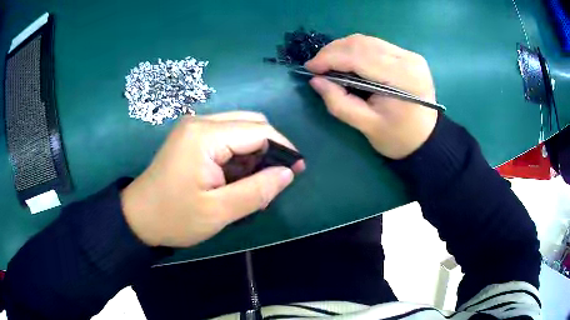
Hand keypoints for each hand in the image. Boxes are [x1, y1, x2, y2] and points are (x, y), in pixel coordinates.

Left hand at [121, 112, 304, 246]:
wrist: (138, 217)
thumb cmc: (174, 218)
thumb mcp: (218, 212)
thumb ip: (257, 191)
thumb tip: (289, 173)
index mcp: (204, 136)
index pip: (258, 130)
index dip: (283, 148)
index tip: (297, 171)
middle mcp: (200, 122)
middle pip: (250, 123)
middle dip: (269, 149)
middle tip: (273, 180)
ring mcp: (194, 127)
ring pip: (240, 129)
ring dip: (254, 153)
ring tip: (254, 183)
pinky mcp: (191, 136)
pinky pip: (226, 136)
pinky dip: (239, 154)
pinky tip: (237, 177)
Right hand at [305, 34, 437, 158]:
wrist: (426, 138)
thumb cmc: (399, 138)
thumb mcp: (367, 126)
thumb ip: (339, 103)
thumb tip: (316, 80)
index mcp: (402, 78)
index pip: (359, 56)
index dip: (330, 58)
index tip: (309, 68)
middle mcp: (408, 59)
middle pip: (362, 43)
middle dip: (333, 51)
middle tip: (317, 66)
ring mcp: (409, 54)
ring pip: (367, 40)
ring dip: (343, 49)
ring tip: (329, 64)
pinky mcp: (407, 55)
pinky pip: (375, 45)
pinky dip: (356, 50)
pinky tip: (348, 62)